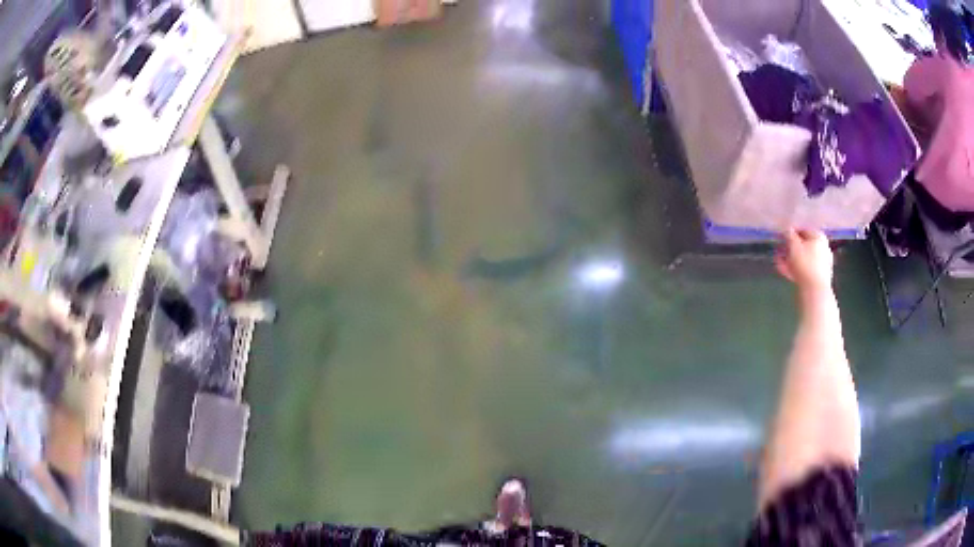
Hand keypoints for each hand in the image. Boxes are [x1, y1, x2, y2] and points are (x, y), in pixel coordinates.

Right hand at [775, 229, 833, 293]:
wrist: (815, 290)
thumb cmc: (805, 263)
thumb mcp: (793, 246)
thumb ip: (789, 235)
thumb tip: (788, 230)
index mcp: (819, 236)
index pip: (803, 230)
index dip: (791, 233)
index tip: (781, 238)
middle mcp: (823, 248)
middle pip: (804, 245)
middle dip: (790, 248)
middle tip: (779, 251)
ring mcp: (822, 263)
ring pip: (804, 258)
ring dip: (791, 260)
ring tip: (779, 262)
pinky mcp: (819, 277)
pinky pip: (806, 269)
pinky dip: (796, 269)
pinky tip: (785, 271)